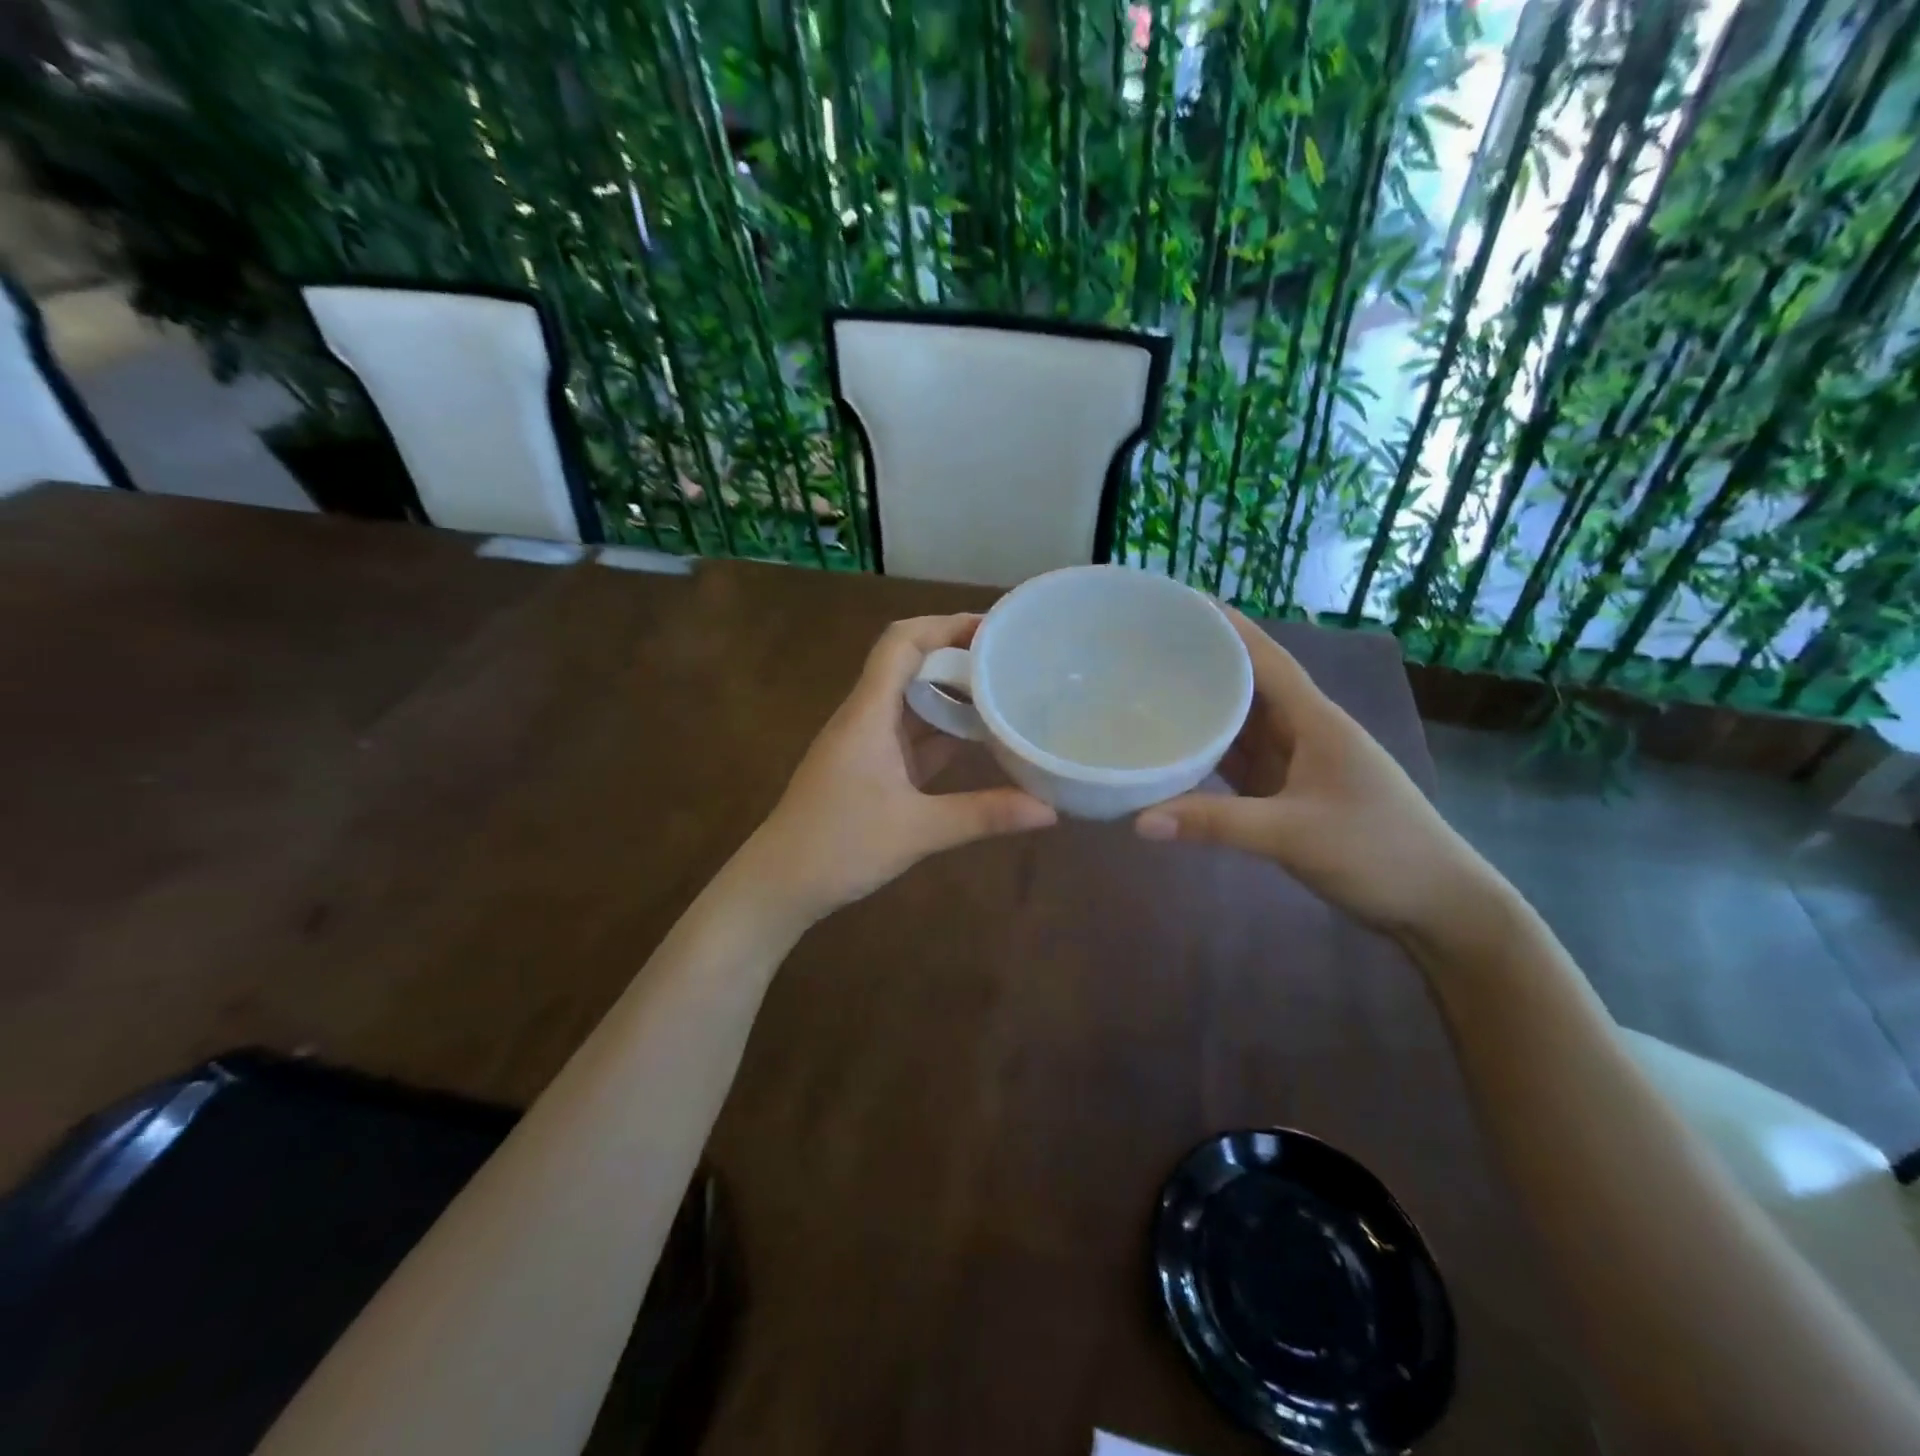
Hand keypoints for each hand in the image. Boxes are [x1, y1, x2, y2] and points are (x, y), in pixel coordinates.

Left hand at [745, 613, 1056, 924]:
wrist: (779, 884)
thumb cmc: (839, 846)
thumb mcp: (918, 830)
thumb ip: (984, 814)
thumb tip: (1050, 810)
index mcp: (869, 714)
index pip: (901, 642)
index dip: (945, 625)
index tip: (994, 629)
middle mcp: (865, 717)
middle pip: (909, 664)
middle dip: (957, 657)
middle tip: (1011, 660)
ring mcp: (865, 743)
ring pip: (911, 701)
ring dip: (951, 694)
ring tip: (1004, 692)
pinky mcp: (868, 767)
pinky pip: (910, 734)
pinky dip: (941, 730)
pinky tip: (977, 738)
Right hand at [1134, 608, 1498, 940]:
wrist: (1435, 905)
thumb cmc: (1377, 852)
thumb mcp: (1293, 834)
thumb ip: (1215, 824)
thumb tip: (1138, 821)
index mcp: (1315, 721)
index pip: (1265, 659)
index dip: (1227, 627)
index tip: (1182, 602)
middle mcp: (1304, 732)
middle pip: (1248, 687)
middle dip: (1204, 664)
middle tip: (1147, 650)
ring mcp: (1297, 765)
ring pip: (1242, 726)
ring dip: (1204, 709)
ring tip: (1150, 691)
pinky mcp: (1288, 795)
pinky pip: (1240, 764)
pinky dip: (1209, 756)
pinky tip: (1177, 752)